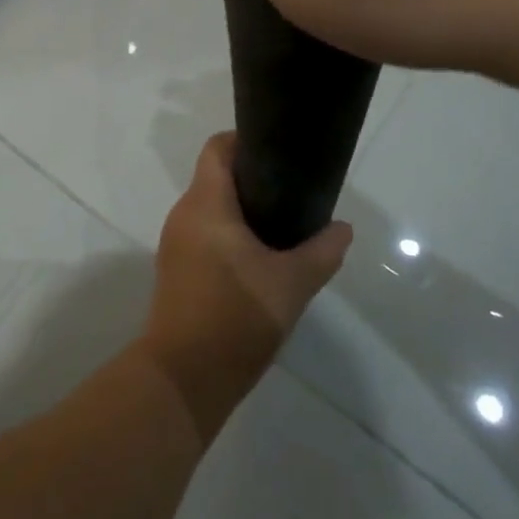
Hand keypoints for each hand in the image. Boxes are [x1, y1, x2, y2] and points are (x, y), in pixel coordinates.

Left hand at [142, 133, 351, 441]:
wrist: (183, 378)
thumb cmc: (236, 317)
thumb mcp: (291, 284)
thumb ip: (321, 252)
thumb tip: (342, 229)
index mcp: (206, 203)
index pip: (218, 148)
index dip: (246, 141)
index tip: (278, 154)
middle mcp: (184, 214)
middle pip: (216, 178)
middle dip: (252, 181)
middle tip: (292, 194)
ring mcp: (175, 244)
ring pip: (211, 210)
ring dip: (242, 213)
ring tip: (282, 228)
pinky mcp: (176, 271)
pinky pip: (204, 236)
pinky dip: (229, 237)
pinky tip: (258, 261)